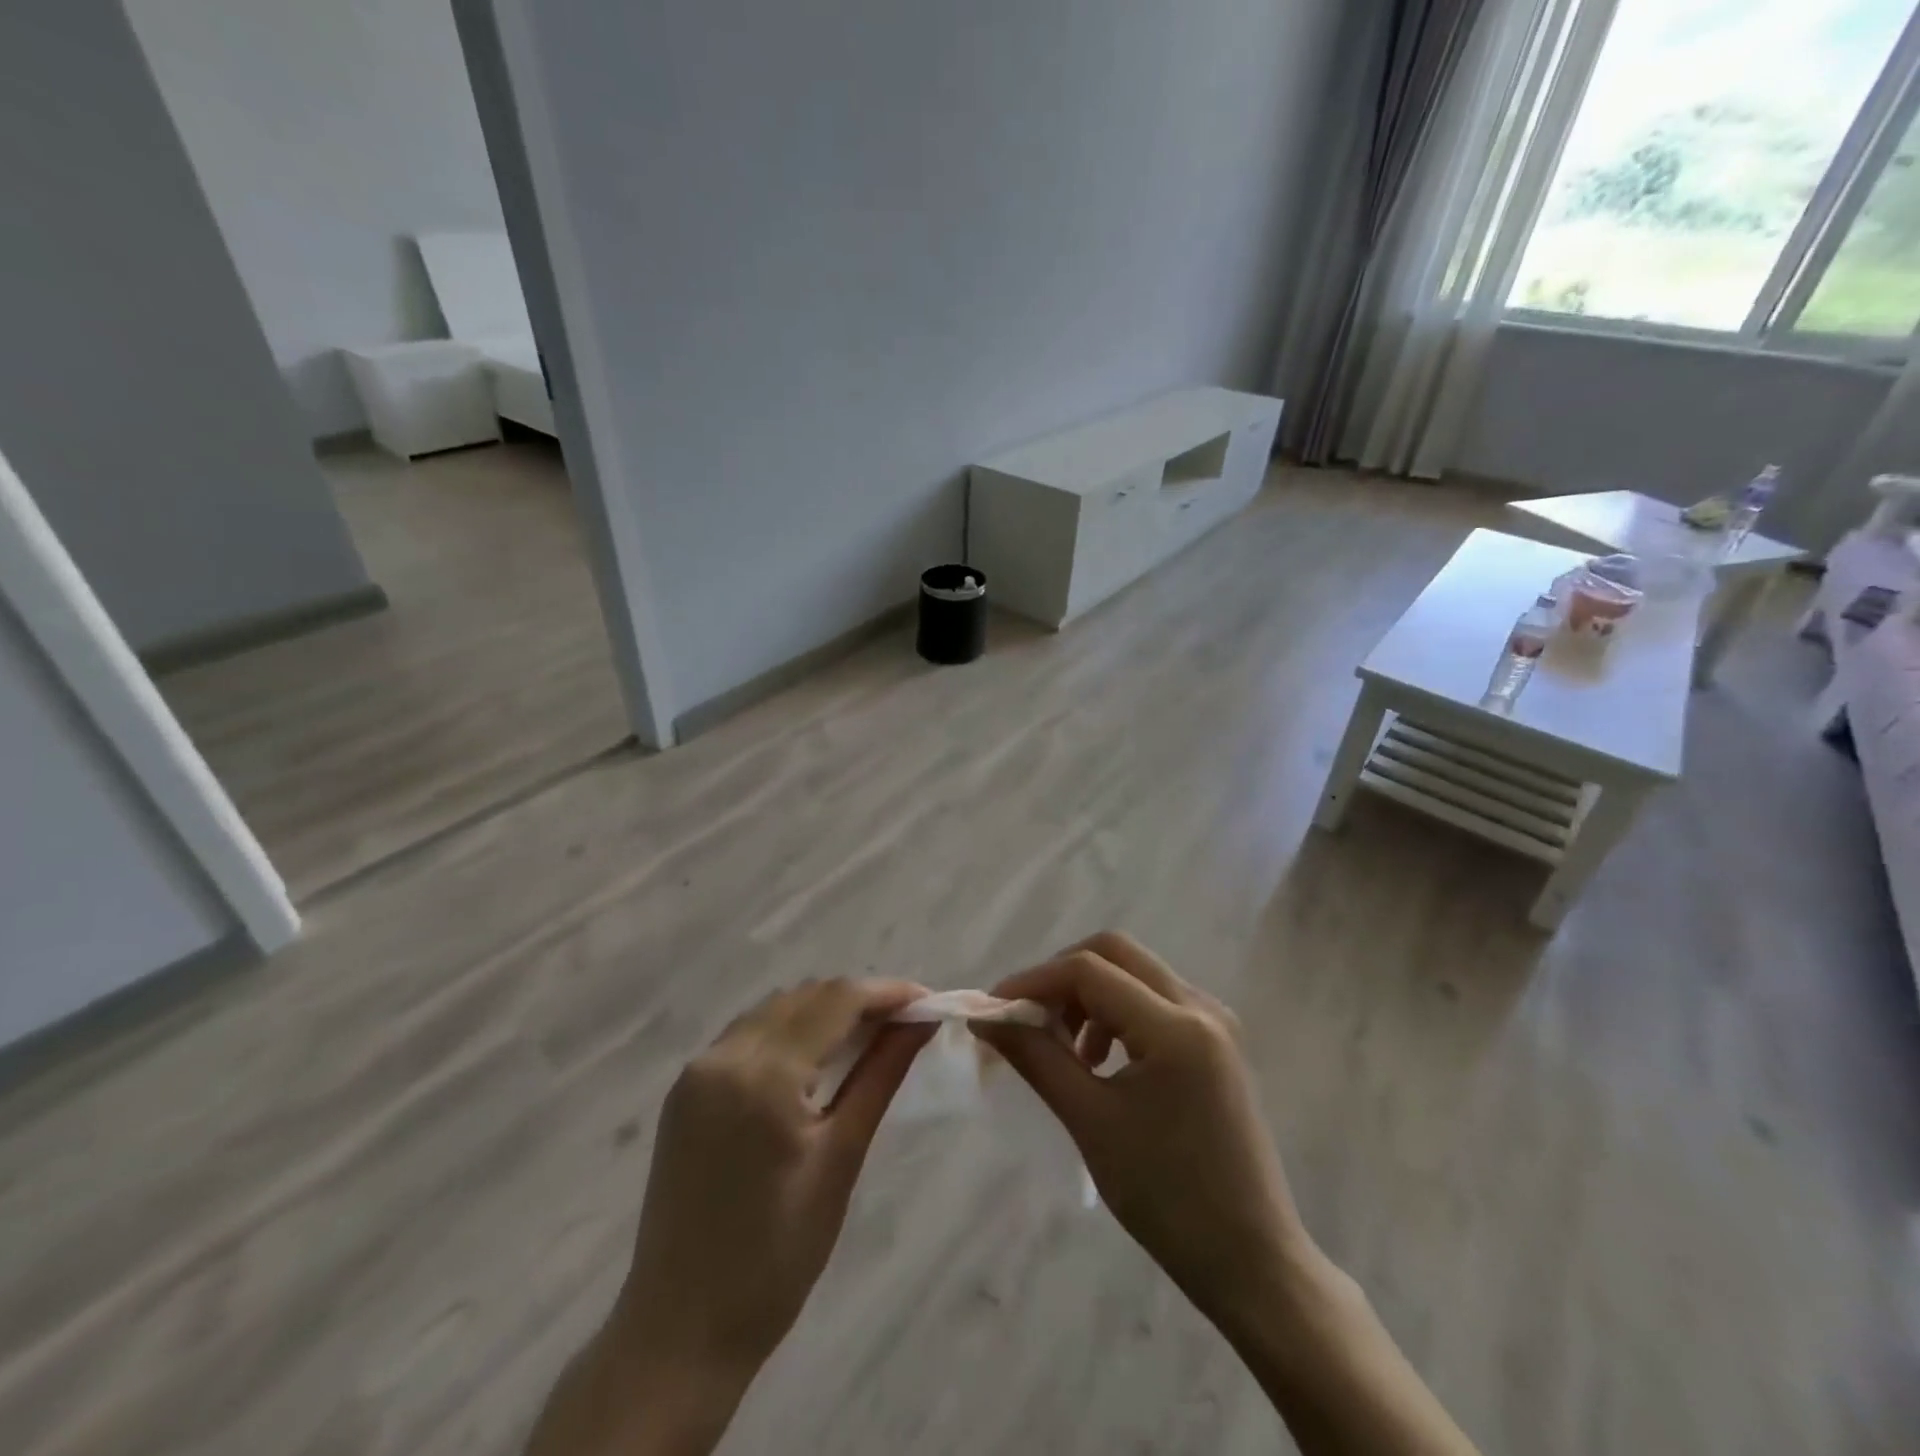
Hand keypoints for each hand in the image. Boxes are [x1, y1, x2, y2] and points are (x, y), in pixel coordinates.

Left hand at [528, 978, 932, 1455]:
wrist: (681, 1330)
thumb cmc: (777, 1258)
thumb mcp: (840, 1160)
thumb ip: (880, 1076)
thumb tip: (921, 1022)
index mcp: (764, 1076)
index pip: (836, 1001)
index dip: (887, 992)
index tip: (929, 1000)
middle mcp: (724, 1055)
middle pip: (806, 997)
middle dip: (859, 1000)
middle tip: (905, 1023)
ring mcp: (697, 1069)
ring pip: (776, 1010)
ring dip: (824, 1011)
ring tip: (869, 1038)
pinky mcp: (686, 1088)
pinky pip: (748, 1034)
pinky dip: (790, 1031)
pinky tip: (816, 1058)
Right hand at [973, 933, 1309, 1317]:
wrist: (1250, 1260)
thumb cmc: (1167, 1198)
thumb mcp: (1091, 1122)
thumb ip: (1036, 1057)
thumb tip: (986, 1019)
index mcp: (1176, 1027)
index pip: (1089, 970)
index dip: (1034, 981)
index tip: (994, 1010)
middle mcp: (1201, 1007)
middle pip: (1116, 953)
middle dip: (1063, 976)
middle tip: (1030, 1019)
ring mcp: (1215, 1021)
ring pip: (1135, 972)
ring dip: (1090, 994)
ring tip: (1065, 1049)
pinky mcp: (1216, 1040)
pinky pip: (1155, 999)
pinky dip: (1117, 1012)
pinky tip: (1100, 1060)